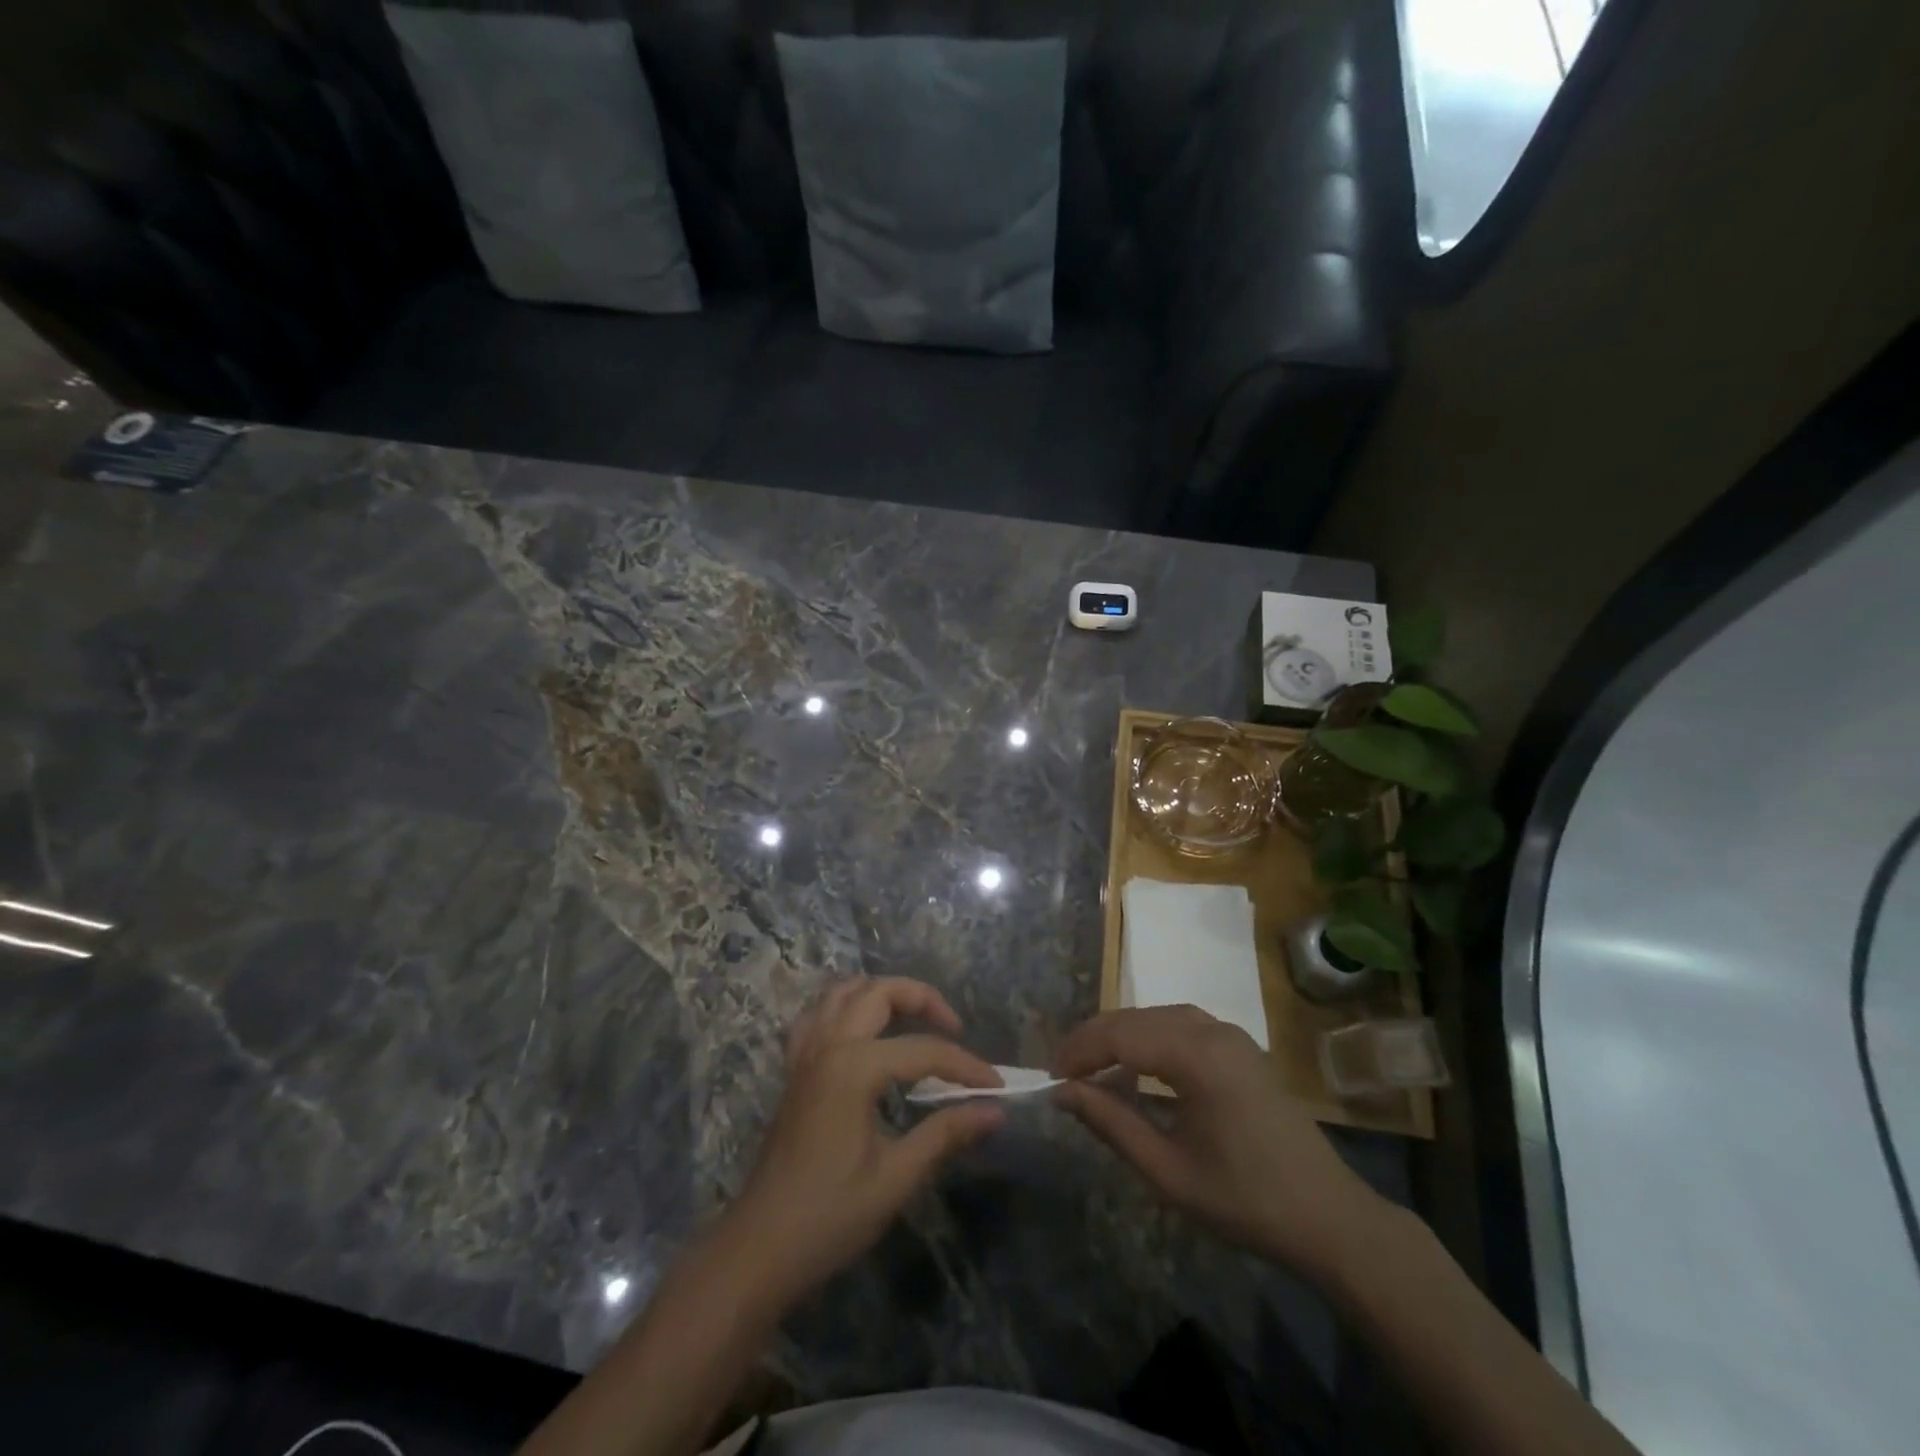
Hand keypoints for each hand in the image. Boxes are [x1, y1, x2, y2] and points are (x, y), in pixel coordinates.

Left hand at [721, 977, 1004, 1306]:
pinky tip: (861, 1033)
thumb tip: (995, 1110)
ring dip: (881, 994)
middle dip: (922, 999)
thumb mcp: (896, 1177)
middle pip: (879, 992)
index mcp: (853, 1067)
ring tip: (912, 1019)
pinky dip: (843, 1009)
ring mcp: (805, 1055)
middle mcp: (827, 1046)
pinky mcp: (794, 1071)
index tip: (997, 1086)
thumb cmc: (830, 1216)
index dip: (965, 1066)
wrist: (759, 1249)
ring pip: (842, 992)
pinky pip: (816, 1016)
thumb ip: (945, 1133)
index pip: (924, 1050)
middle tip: (954, 1029)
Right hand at [1053, 1005, 1389, 1280]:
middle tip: (1064, 1074)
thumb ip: (1112, 1124)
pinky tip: (1137, 1067)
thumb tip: (1064, 1093)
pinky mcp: (1239, 1046)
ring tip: (1092, 1068)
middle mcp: (1213, 1030)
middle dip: (1095, 1040)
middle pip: (1136, 1018)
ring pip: (1157, 1016)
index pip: (1120, 1035)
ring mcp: (1230, 1034)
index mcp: (1198, 1056)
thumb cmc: (1245, 1200)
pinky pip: (1181, 1026)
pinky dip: (1149, 1038)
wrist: (1329, 1218)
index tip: (1051, 1077)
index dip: (1080, 1051)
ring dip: (1121, 1036)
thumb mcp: (1168, 1171)